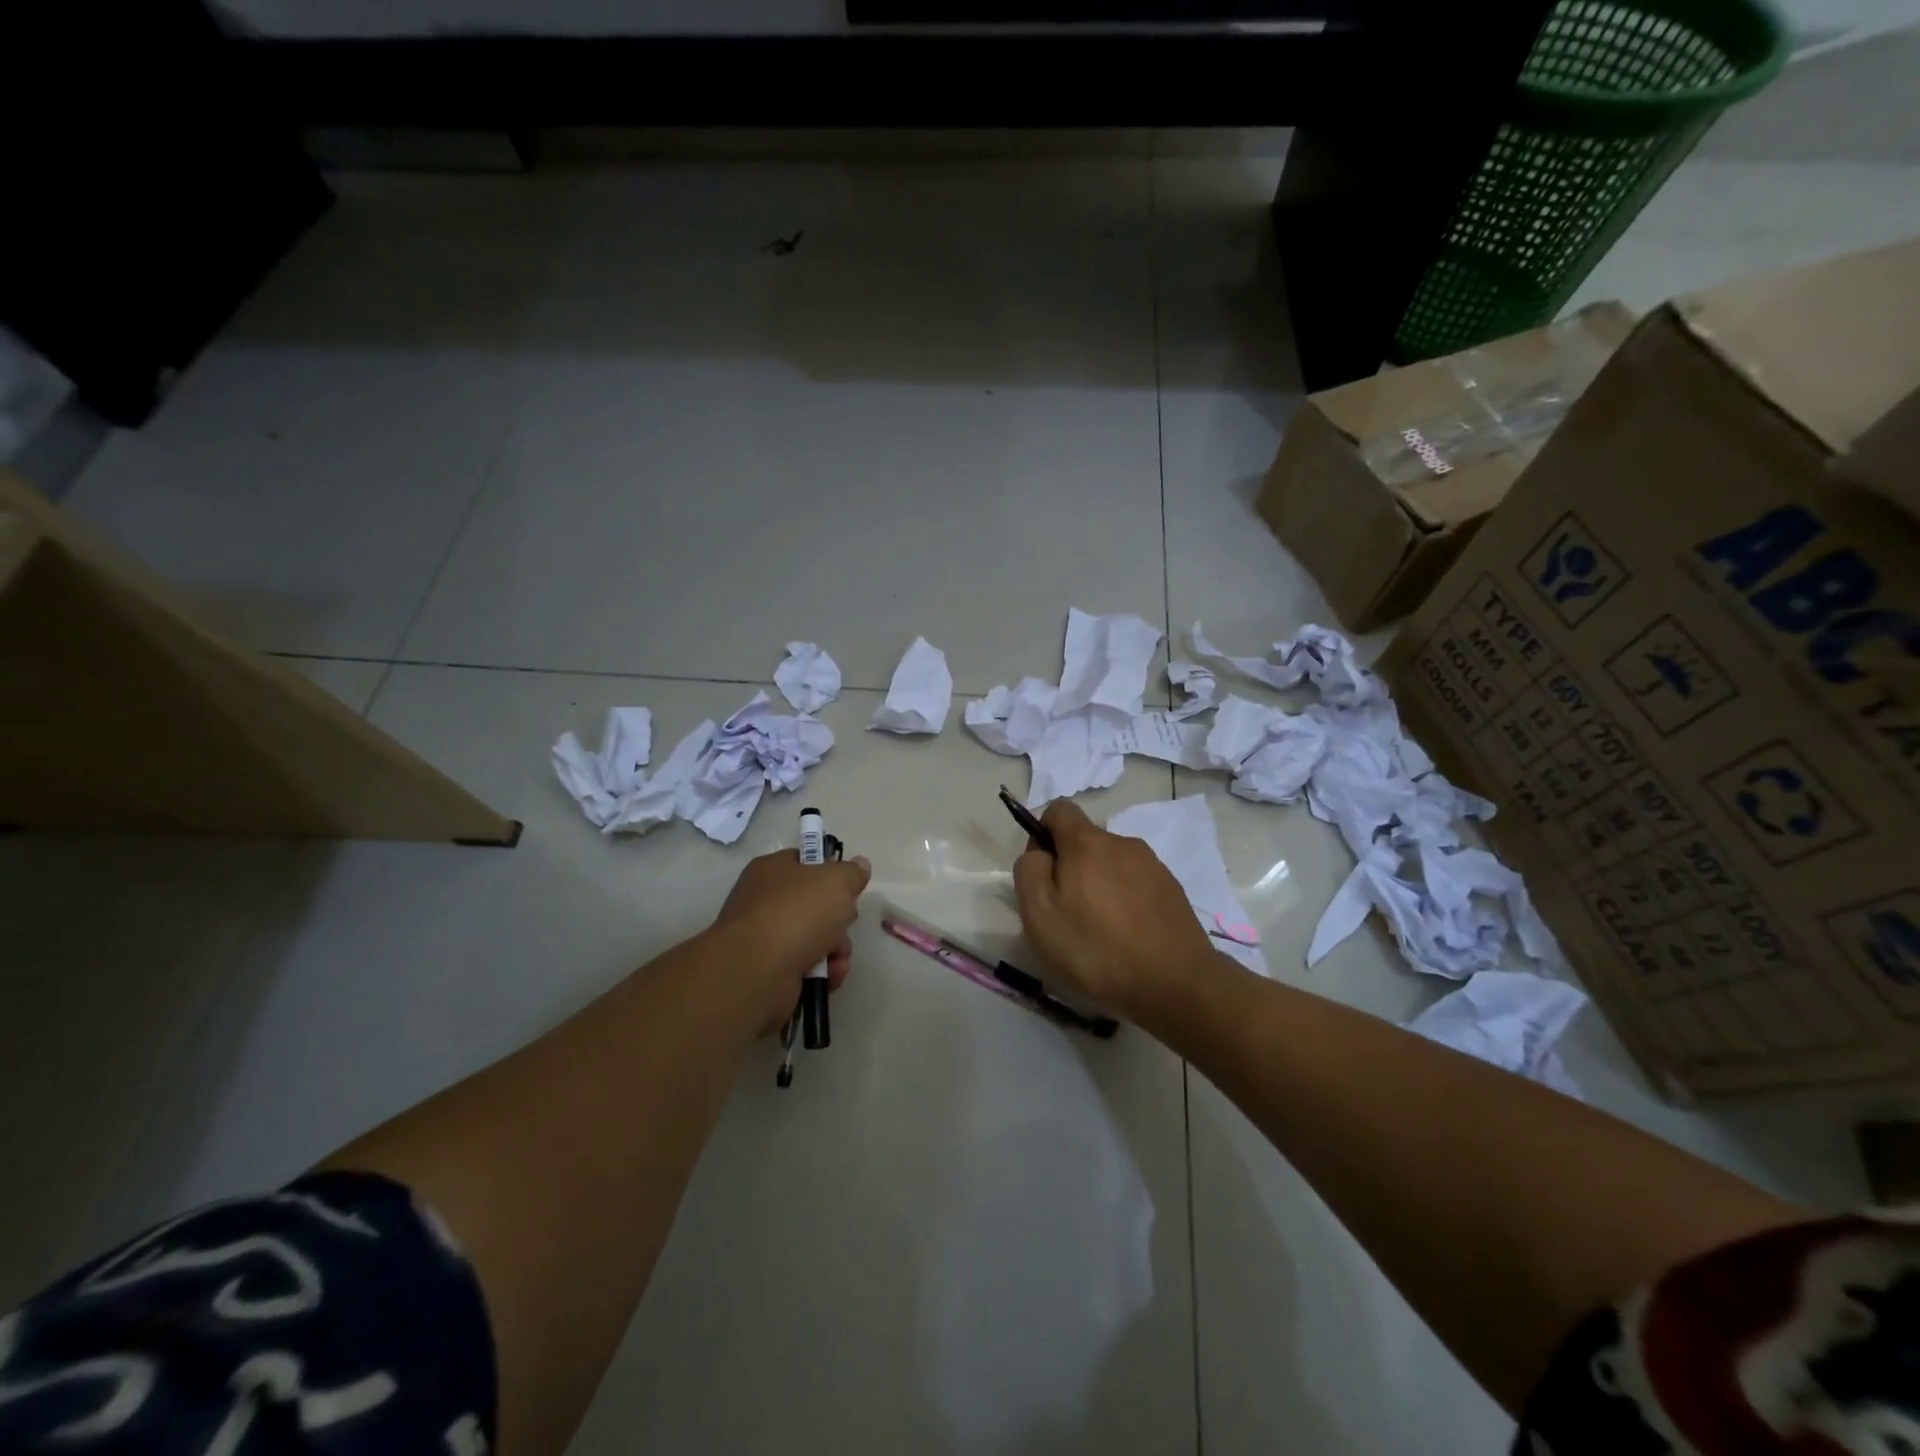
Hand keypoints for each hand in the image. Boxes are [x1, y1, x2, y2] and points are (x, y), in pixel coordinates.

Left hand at [711, 848, 872, 1033]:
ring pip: (816, 938)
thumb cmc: (797, 914)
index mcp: (772, 870)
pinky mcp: (770, 971)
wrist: (757, 972)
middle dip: (839, 918)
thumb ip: (852, 872)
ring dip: (836, 949)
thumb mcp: (837, 881)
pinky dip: (823, 972)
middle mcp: (764, 901)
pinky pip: (807, 966)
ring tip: (836, 958)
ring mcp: (765, 938)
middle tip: (845, 922)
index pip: (805, 862)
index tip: (848, 886)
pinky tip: (829, 976)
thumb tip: (859, 865)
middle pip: (815, 904)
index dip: (830, 872)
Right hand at [1011, 800, 1216, 1021]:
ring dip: (1099, 885)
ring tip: (1099, 931)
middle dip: (1070, 867)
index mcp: (1087, 842)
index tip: (1042, 873)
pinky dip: (1125, 901)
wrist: (1176, 983)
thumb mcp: (1040, 914)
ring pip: (1112, 864)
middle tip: (1067, 913)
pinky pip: (1136, 884)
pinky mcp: (1172, 889)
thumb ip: (1030, 871)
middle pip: (1086, 841)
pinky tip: (1127, 937)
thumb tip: (1039, 853)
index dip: (1043, 834)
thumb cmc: (1096, 948)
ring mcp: (1153, 865)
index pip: (1059, 809)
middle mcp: (1122, 843)